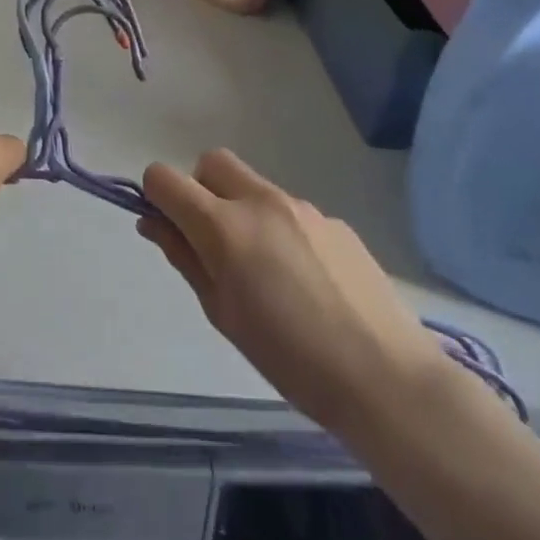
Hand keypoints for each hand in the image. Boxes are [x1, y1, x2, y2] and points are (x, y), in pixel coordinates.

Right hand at [138, 149, 452, 434]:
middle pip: (211, 162)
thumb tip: (153, 222)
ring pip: (253, 186)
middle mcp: (261, 201)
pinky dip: (279, 230)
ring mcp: (304, 208)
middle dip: (198, 188)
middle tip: (210, 240)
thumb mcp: (220, 312)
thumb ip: (184, 257)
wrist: (386, 377)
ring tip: (265, 272)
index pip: (165, 177)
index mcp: (224, 226)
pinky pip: (290, 210)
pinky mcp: (337, 222)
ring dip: (240, 210)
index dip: (156, 197)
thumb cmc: (288, 358)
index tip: (168, 229)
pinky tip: (304, 280)